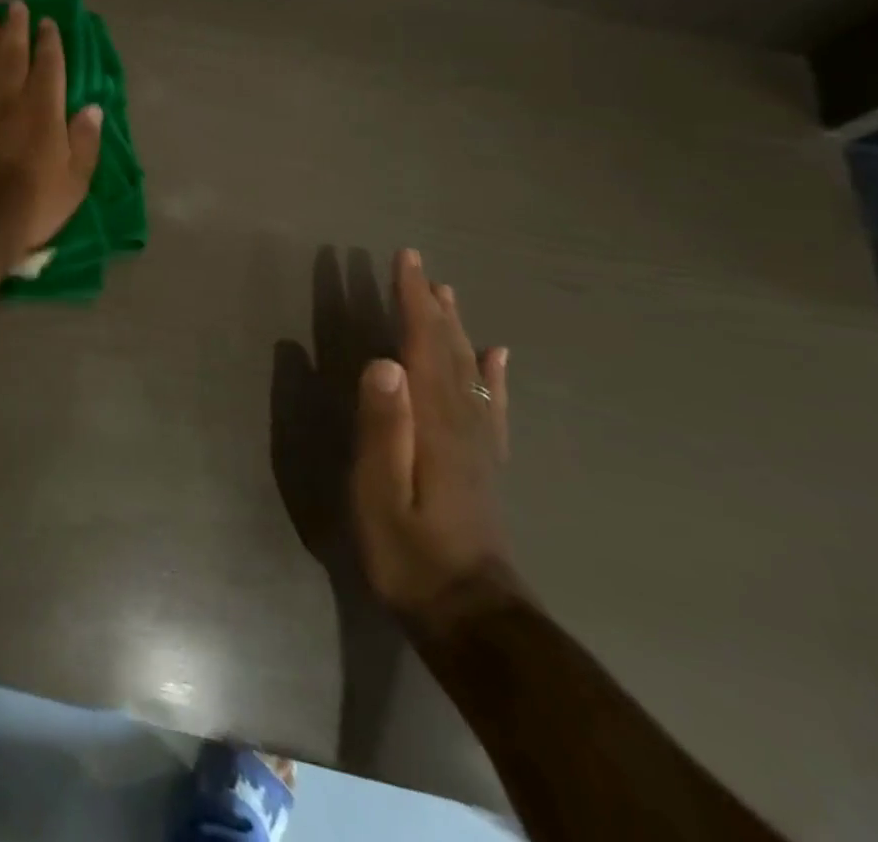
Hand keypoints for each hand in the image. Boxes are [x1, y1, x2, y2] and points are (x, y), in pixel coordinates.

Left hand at [0, 2, 103, 262]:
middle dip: (16, 28)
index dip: (49, 41)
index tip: (48, 22)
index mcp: (43, 109)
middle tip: (16, 7)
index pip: (48, 65)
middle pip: (12, 54)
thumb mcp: (75, 180)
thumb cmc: (32, 204)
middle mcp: (8, 99)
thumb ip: (85, 141)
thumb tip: (93, 108)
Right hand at [352, 249, 519, 635]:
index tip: (405, 260)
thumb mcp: (379, 492)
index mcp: (434, 422)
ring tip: (448, 293)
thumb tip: (383, 361)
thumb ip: (383, 427)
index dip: (413, 300)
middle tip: (418, 264)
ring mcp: (479, 443)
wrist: (471, 616)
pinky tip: (497, 356)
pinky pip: (493, 406)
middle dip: (431, 303)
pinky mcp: (484, 463)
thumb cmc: (410, 553)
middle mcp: (462, 421)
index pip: (422, 345)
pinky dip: (494, 374)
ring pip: (470, 370)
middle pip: (448, 349)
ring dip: (457, 327)